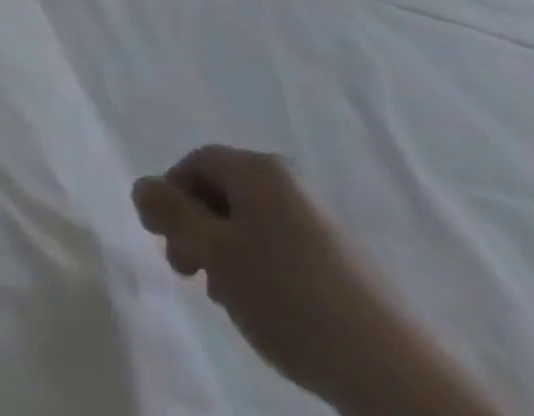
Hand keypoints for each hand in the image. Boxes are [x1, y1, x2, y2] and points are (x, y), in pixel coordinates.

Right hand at [133, 146, 389, 403]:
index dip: (169, 195)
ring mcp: (319, 221)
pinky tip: (263, 308)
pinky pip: (280, 247)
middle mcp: (288, 183)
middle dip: (194, 227)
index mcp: (257, 169)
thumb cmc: (288, 297)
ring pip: (249, 224)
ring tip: (224, 298)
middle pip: (222, 191)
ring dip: (224, 253)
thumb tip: (141, 185)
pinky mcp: (341, 261)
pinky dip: (258, 269)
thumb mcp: (214, 252)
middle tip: (185, 271)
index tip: (161, 239)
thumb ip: (171, 213)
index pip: (195, 162)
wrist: (392, 372)